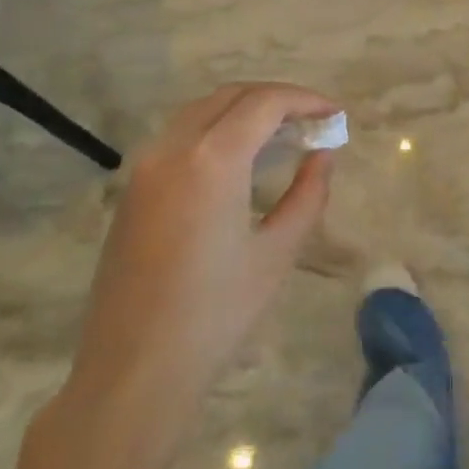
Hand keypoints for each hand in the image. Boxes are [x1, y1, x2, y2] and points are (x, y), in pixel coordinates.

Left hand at [22, 83, 336, 468]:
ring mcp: (144, 168)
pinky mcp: (132, 191)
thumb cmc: (217, 314)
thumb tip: (324, 155)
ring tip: (283, 137)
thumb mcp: (277, 253)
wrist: (134, 370)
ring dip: (244, 111)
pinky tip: (241, 161)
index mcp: (210, 161)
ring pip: (200, 112)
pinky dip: (217, 131)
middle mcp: (171, 150)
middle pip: (230, 97)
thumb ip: (307, 194)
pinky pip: (179, 137)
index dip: (305, 100)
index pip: (263, 103)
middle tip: (313, 122)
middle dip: (277, 99)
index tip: (335, 115)